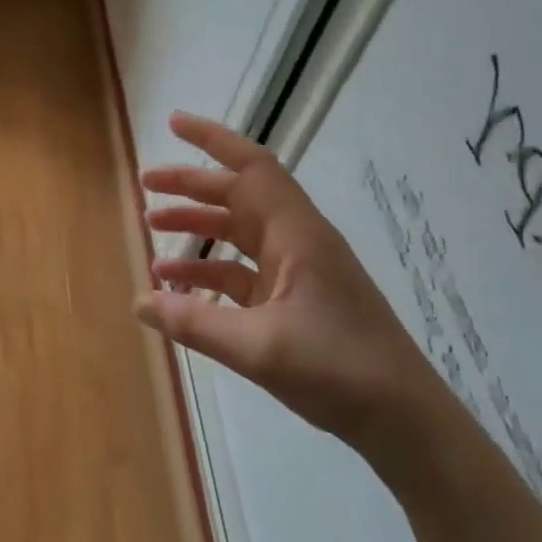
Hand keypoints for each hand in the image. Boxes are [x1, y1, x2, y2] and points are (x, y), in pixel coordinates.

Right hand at [136, 111, 435, 451]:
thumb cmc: (338, 369)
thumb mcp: (257, 347)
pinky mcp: (295, 301)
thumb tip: (138, 301)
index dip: (213, 139)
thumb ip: (193, 322)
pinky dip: (209, 272)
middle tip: (145, 184)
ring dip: (198, 227)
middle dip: (192, 186)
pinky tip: (177, 287)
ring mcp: (298, 272)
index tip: (173, 122)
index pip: (252, 167)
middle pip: (240, 196)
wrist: (403, 419)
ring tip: (152, 228)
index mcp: (297, 235)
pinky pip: (243, 273)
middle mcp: (298, 242)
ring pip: (240, 233)